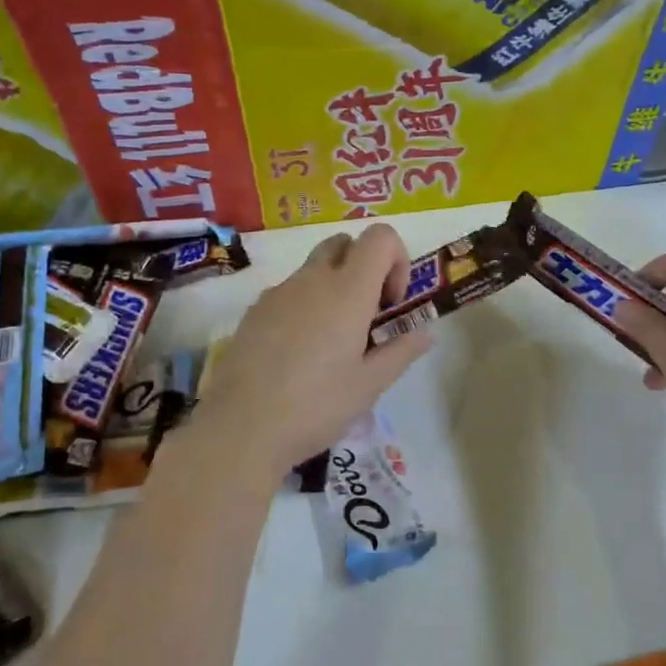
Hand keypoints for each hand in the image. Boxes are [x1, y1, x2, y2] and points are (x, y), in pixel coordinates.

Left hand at [197, 225, 432, 477]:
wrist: (240, 428)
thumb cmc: (316, 406)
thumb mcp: (370, 385)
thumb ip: (401, 351)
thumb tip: (425, 333)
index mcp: (348, 291)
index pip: (380, 237)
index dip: (396, 259)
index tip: (391, 302)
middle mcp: (312, 279)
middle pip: (344, 243)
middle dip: (364, 266)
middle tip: (367, 315)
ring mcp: (278, 292)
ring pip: (314, 268)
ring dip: (333, 287)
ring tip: (333, 341)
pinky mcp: (254, 311)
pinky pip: (288, 292)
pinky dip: (305, 305)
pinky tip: (299, 353)